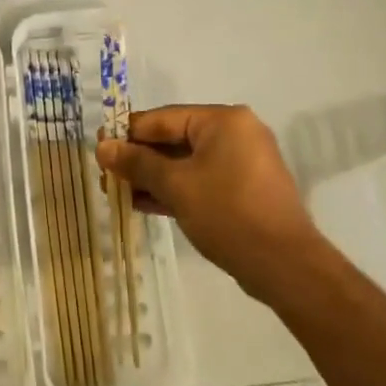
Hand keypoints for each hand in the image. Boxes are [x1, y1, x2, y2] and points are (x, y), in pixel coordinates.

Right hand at [96, 104, 323, 302]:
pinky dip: (175, 190)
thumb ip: (138, 163)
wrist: (286, 267)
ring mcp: (242, 163)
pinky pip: (201, 181)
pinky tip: (144, 203)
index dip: (128, 133)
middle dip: (139, 159)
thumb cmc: (228, 213)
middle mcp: (235, 134)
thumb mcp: (176, 186)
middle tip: (106, 175)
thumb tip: (103, 148)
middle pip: (174, 140)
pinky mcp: (244, 191)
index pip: (163, 118)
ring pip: (186, 163)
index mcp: (223, 120)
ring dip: (153, 178)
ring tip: (118, 193)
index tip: (99, 148)